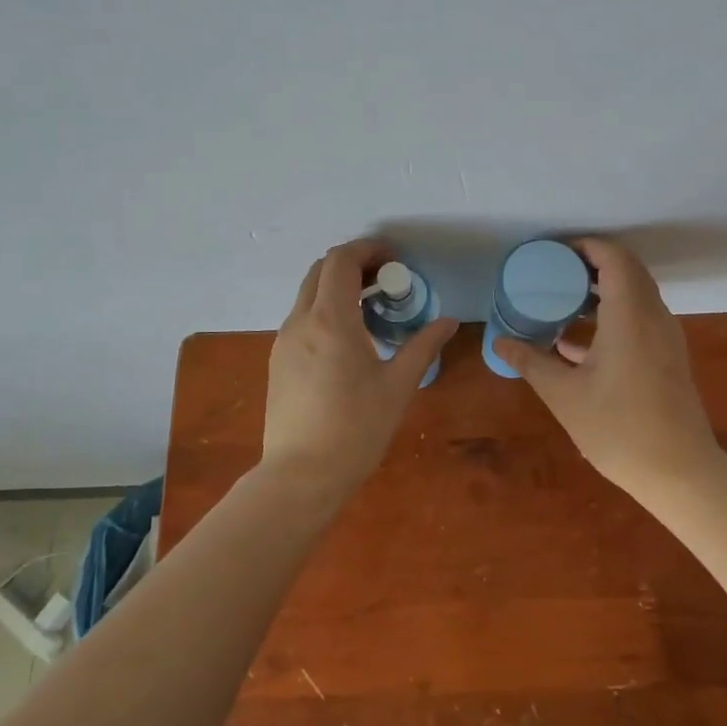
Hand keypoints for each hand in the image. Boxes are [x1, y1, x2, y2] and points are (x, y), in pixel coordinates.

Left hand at [260, 239, 457, 493]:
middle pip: (321, 270)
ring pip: (307, 293)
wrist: (301, 475)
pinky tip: (347, 339)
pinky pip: (301, 318)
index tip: (394, 260)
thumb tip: (449, 322)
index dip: (368, 250)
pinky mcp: (277, 360)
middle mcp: (301, 321)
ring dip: (337, 287)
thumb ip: (423, 346)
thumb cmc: (356, 429)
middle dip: (352, 264)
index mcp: (331, 320)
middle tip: (385, 281)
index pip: (341, 261)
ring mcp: (283, 341)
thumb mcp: (398, 386)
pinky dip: (324, 309)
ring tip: (370, 310)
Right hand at [493, 238, 723, 498]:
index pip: (615, 258)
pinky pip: (639, 319)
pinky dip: (612, 316)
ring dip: (602, 290)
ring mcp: (665, 338)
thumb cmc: (618, 429)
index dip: (586, 246)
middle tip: (553, 272)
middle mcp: (653, 317)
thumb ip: (531, 362)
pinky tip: (575, 344)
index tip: (553, 253)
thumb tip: (500, 341)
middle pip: (627, 271)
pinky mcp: (667, 358)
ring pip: (635, 295)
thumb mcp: (564, 395)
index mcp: (630, 316)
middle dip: (591, 264)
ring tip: (561, 301)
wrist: (680, 473)